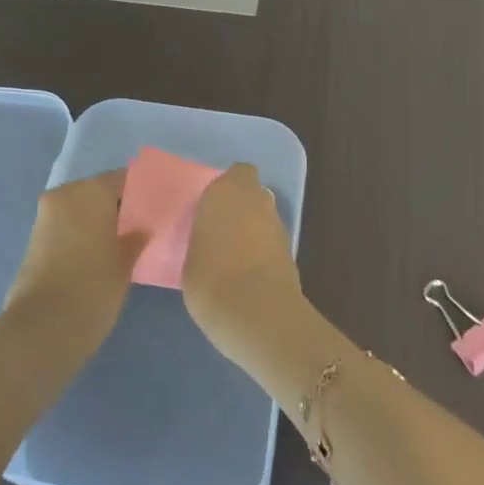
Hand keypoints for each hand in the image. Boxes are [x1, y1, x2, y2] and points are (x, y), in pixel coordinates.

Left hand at [0, 171, 144, 376]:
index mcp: (90, 191)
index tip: (156, 208)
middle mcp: (64, 195)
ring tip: (121, 243)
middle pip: (98, 191)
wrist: (43, 328)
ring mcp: (45, 216)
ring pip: (80, 209)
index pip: (122, 180)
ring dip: (98, 220)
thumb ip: (135, 239)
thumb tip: (140, 229)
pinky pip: (66, 225)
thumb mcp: (124, 264)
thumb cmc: (93, 288)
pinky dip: (81, 233)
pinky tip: (98, 254)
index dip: (140, 193)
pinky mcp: (34, 239)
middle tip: (141, 227)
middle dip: (117, 206)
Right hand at [182, 164, 300, 351]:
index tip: (213, 206)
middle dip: (241, 208)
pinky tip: (247, 274)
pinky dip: (263, 251)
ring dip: (253, 230)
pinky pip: (271, 242)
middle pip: (253, 194)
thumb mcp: (191, 251)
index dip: (229, 186)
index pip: (237, 173)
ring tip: (232, 257)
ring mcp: (278, 225)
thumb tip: (212, 239)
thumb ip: (206, 234)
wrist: (255, 311)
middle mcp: (257, 200)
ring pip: (264, 218)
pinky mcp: (291, 252)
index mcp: (227, 191)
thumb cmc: (209, 276)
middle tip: (220, 231)